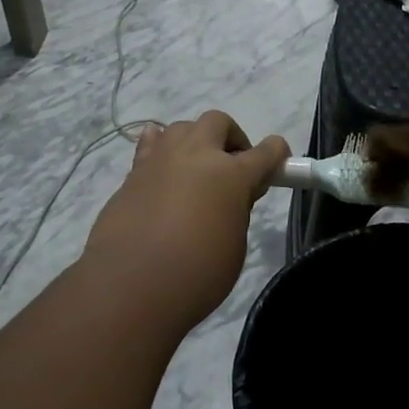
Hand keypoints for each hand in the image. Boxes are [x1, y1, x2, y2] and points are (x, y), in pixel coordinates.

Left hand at [81, 112, 288, 334]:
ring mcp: (161, 160)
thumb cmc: (197, 274)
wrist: (130, 286)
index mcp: (231, 175)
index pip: (266, 151)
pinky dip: (160, 148)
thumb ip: (237, 210)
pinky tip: (162, 166)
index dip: (276, 154)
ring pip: (182, 128)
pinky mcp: (132, 173)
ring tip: (195, 170)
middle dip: (230, 138)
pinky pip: (150, 144)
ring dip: (195, 141)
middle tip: (231, 167)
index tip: (277, 163)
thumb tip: (232, 196)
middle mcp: (197, 156)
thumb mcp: (235, 244)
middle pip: (218, 122)